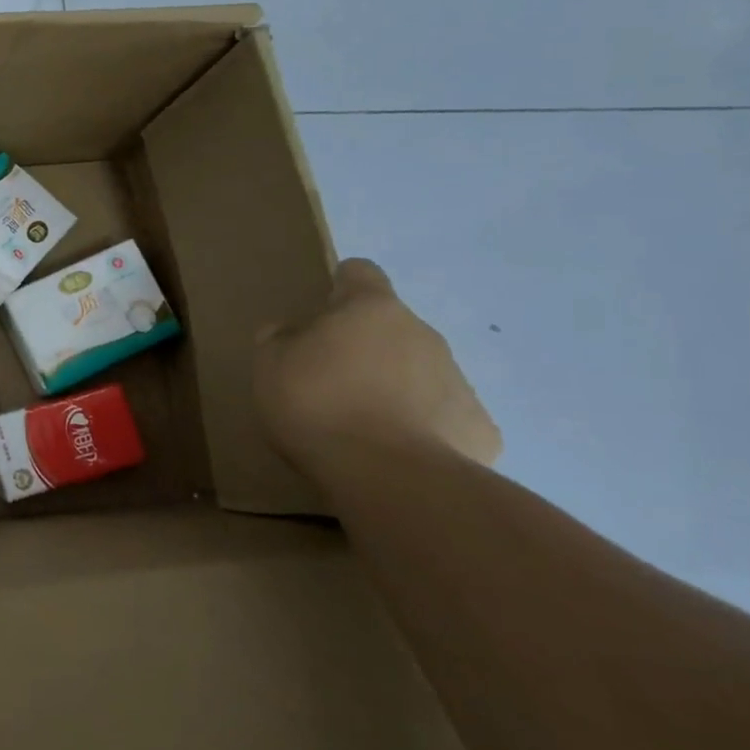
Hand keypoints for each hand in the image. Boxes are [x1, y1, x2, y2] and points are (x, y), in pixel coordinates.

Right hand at [254, 258, 499, 476]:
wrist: (391, 477)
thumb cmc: (318, 404)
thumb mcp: (269, 365)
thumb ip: (280, 339)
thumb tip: (292, 331)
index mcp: (371, 309)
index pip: (361, 273)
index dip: (340, 286)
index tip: (322, 312)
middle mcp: (423, 334)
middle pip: (391, 327)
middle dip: (365, 346)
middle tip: (329, 379)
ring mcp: (459, 381)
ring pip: (419, 371)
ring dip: (393, 385)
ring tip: (361, 423)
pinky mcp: (480, 429)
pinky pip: (443, 416)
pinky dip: (421, 427)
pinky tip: (396, 452)